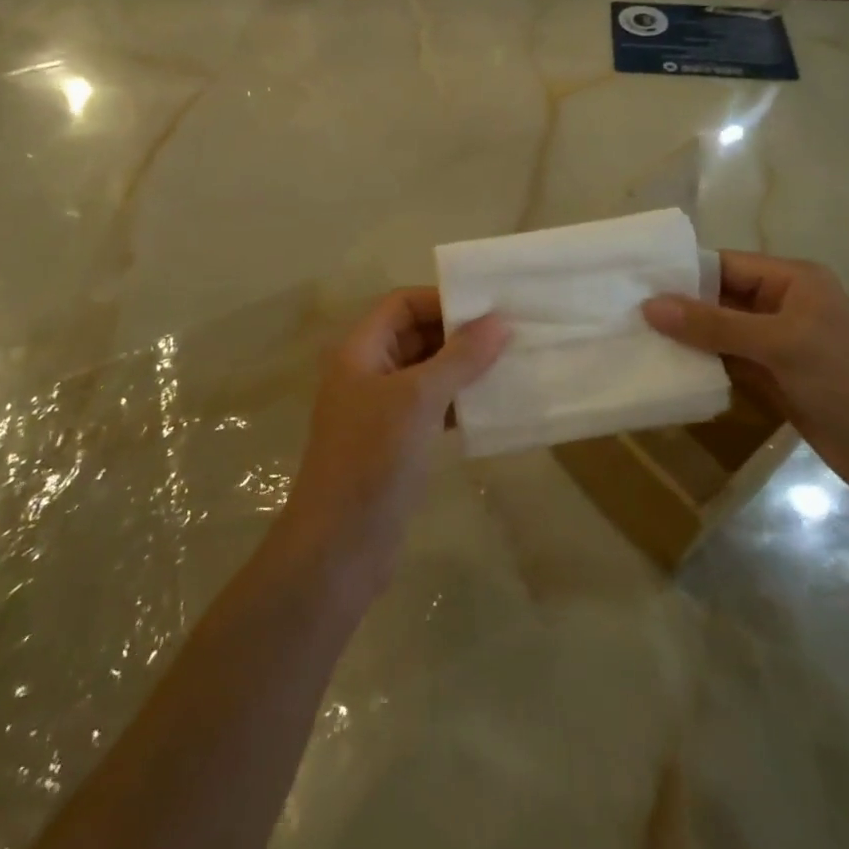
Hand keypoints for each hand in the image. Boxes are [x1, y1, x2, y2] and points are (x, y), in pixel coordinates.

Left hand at [275, 288, 507, 602]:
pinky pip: (430, 406)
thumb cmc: (372, 460)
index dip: (441, 300)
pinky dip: (457, 401)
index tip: (488, 308)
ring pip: (426, 371)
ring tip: (508, 366)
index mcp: (360, 350)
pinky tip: (489, 407)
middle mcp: (367, 372)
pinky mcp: (395, 442)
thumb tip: (500, 321)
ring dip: (462, 368)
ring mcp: (380, 409)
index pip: (402, 304)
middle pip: (415, 334)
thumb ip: (460, 358)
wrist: (339, 549)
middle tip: (509, 335)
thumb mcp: (418, 400)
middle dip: (458, 333)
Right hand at [642, 254, 848, 499]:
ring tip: (633, 341)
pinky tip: (665, 370)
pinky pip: (728, 363)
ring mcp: (777, 345)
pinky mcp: (774, 379)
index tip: (632, 283)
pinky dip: (701, 366)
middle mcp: (781, 305)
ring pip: (719, 333)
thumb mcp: (781, 343)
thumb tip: (649, 305)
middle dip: (677, 307)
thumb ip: (714, 325)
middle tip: (623, 315)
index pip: (724, 265)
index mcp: (790, 280)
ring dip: (685, 339)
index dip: (681, 272)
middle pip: (718, 298)